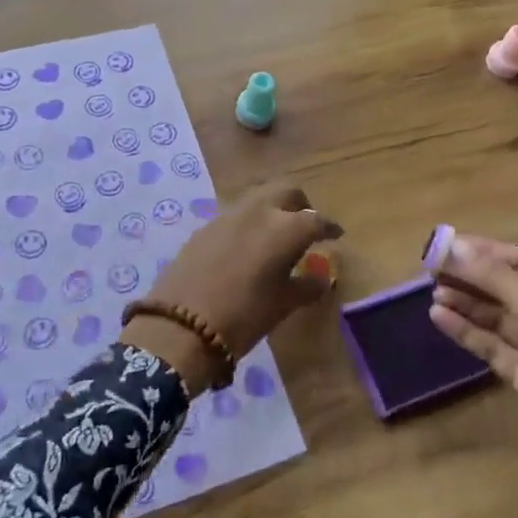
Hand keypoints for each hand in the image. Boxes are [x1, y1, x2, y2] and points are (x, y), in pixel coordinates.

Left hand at [121, 183, 339, 391]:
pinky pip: (237, 213)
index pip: (316, 219)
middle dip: (301, 204)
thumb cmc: (244, 316)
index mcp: (285, 228)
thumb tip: (322, 276)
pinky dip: (250, 221)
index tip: (336, 235)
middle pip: (287, 191)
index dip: (329, 227)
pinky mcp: (206, 225)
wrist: (181, 325)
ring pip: (259, 197)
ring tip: (276, 234)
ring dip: (273, 208)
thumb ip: (307, 285)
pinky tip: (248, 245)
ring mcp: (229, 214)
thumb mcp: (283, 304)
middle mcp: (259, 211)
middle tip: (306, 225)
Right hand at [429, 235, 517, 517]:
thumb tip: (455, 246)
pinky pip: (491, 346)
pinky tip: (440, 319)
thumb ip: (497, 278)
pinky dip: (467, 331)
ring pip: (496, 318)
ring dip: (465, 304)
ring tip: (432, 294)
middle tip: (430, 269)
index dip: (483, 252)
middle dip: (470, 277)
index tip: (444, 245)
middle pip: (506, 288)